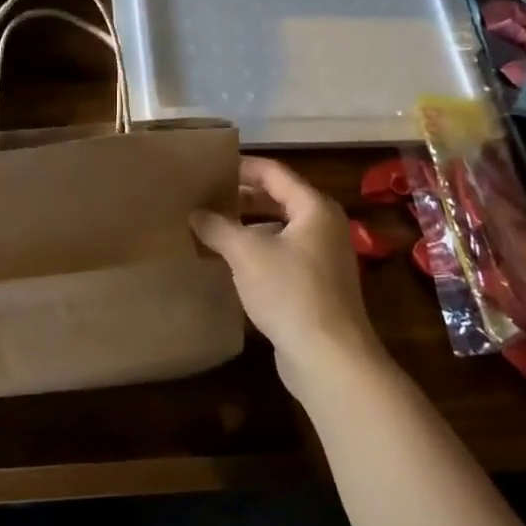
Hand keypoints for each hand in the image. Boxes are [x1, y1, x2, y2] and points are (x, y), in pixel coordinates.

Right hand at [190, 157, 385, 395]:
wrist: (330, 358)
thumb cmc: (290, 292)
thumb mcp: (246, 253)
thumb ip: (218, 227)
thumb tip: (195, 214)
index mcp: (314, 208)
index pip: (274, 173)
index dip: (241, 167)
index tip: (210, 167)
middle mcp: (324, 227)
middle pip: (278, 199)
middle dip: (242, 197)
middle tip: (206, 195)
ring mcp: (323, 258)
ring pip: (279, 229)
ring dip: (247, 226)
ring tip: (211, 226)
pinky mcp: (317, 287)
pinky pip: (282, 255)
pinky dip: (257, 252)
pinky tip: (230, 262)